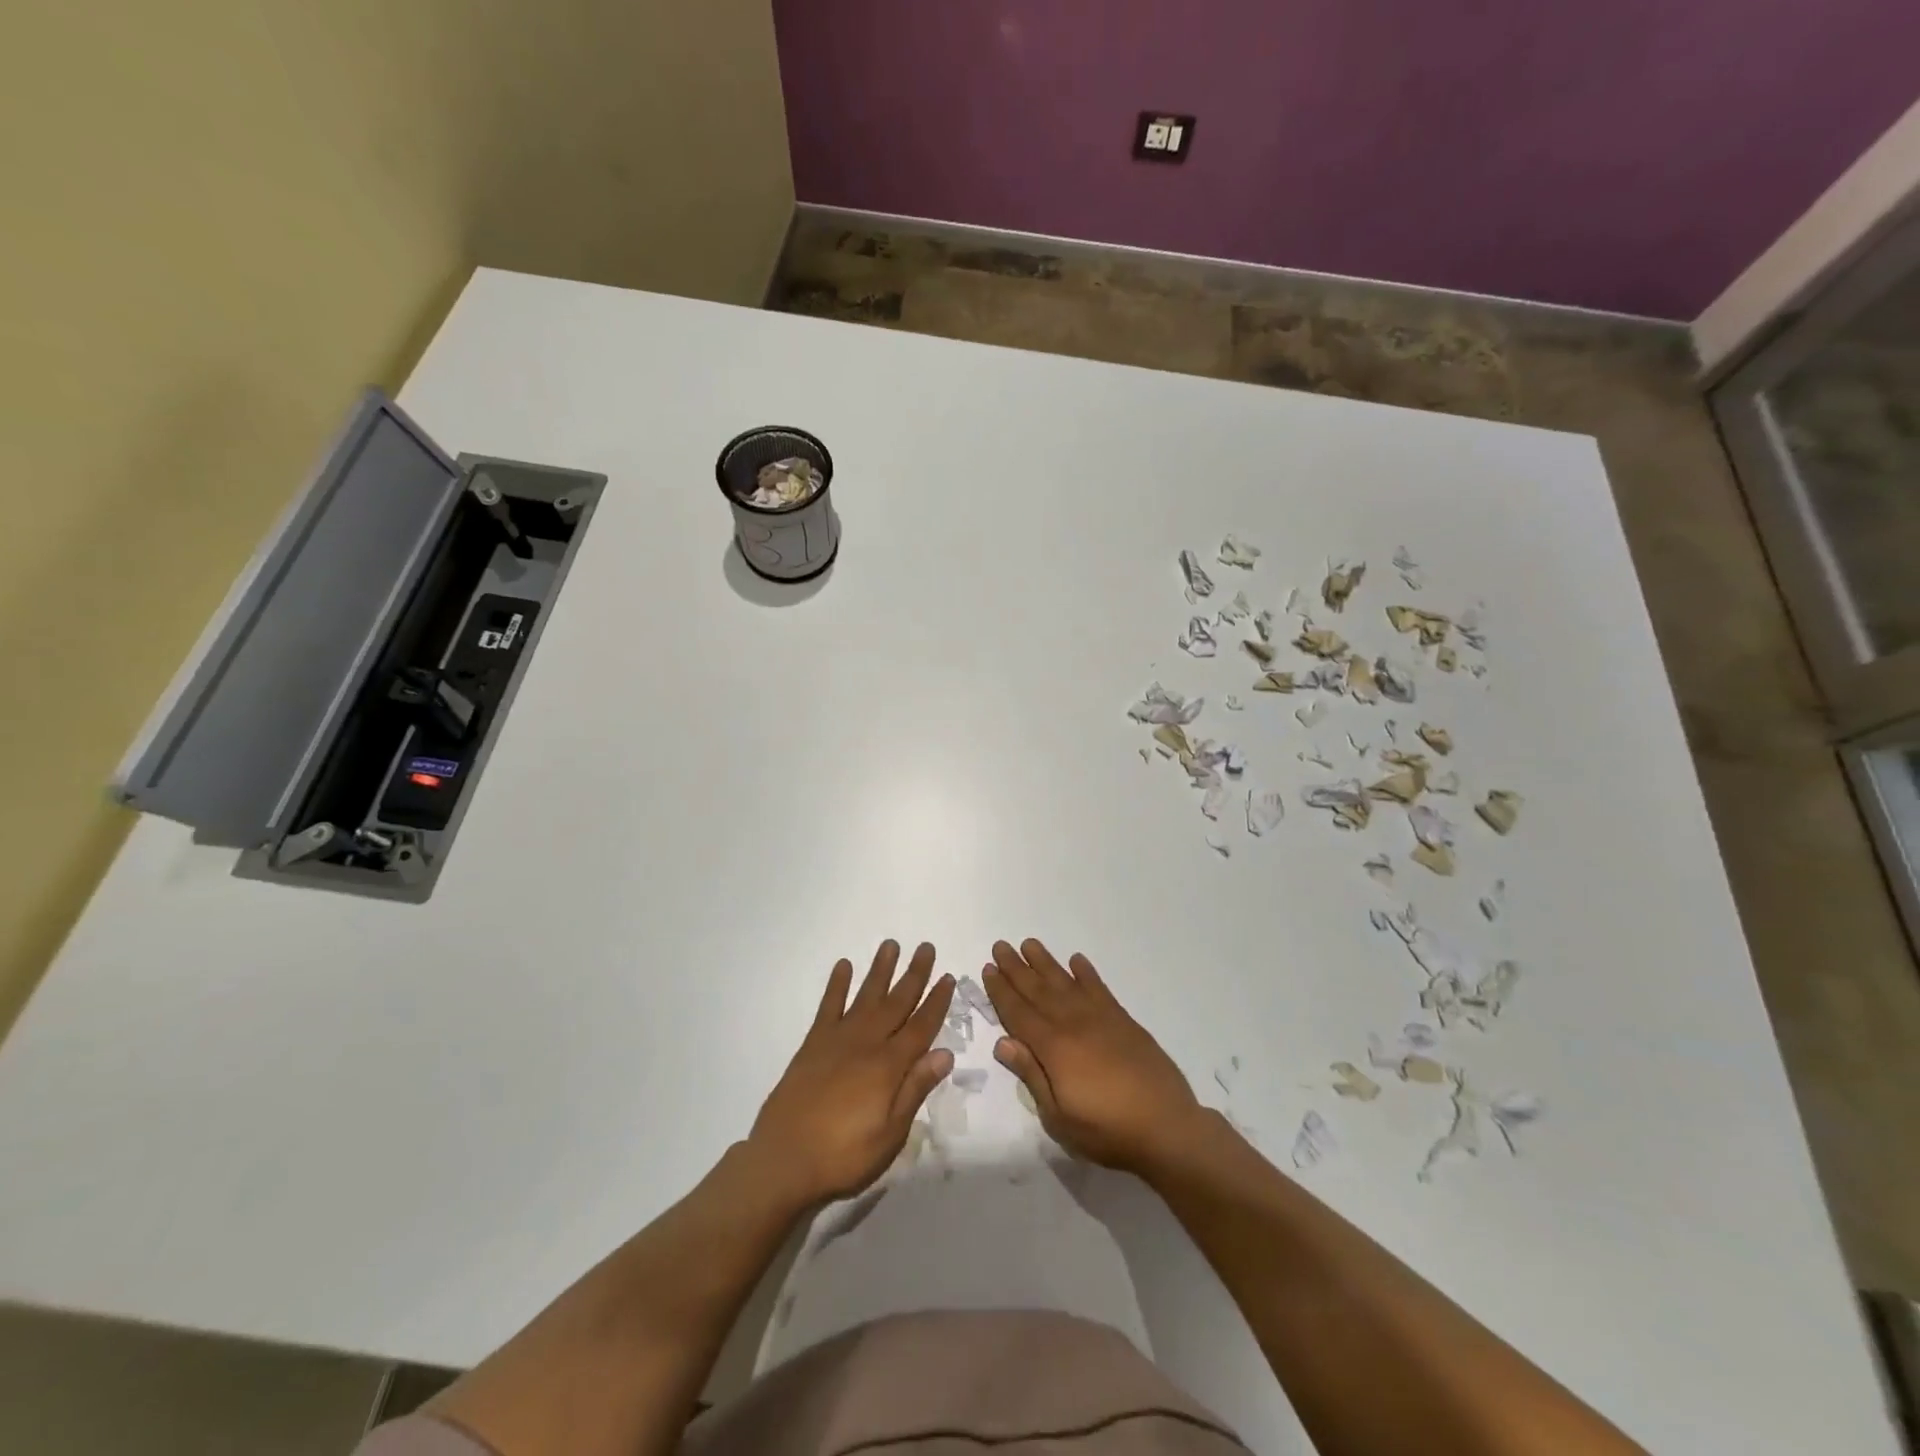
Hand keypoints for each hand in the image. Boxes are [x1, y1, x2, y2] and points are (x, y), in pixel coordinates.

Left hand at [748, 941, 953, 1209]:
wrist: (784, 1160)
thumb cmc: (844, 1155)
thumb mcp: (890, 1134)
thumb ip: (915, 1089)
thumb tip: (945, 1053)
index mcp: (889, 1067)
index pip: (920, 1027)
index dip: (936, 1002)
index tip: (947, 977)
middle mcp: (866, 1044)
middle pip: (896, 1003)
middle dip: (914, 975)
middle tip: (926, 947)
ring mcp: (837, 1040)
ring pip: (866, 996)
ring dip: (880, 970)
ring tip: (890, 944)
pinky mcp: (813, 1044)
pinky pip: (828, 1007)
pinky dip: (836, 985)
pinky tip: (843, 966)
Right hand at [985, 939, 1203, 1175]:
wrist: (1166, 1126)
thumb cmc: (1107, 1130)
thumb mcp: (1059, 1116)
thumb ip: (1032, 1075)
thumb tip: (1002, 1042)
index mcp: (1054, 1047)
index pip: (1019, 1013)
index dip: (1002, 991)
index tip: (988, 969)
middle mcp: (1073, 1024)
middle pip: (1038, 990)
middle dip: (1017, 968)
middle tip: (1001, 946)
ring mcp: (1100, 1018)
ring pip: (1065, 982)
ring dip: (1046, 963)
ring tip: (1030, 944)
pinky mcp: (1123, 1020)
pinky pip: (1099, 989)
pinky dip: (1086, 973)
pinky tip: (1077, 961)